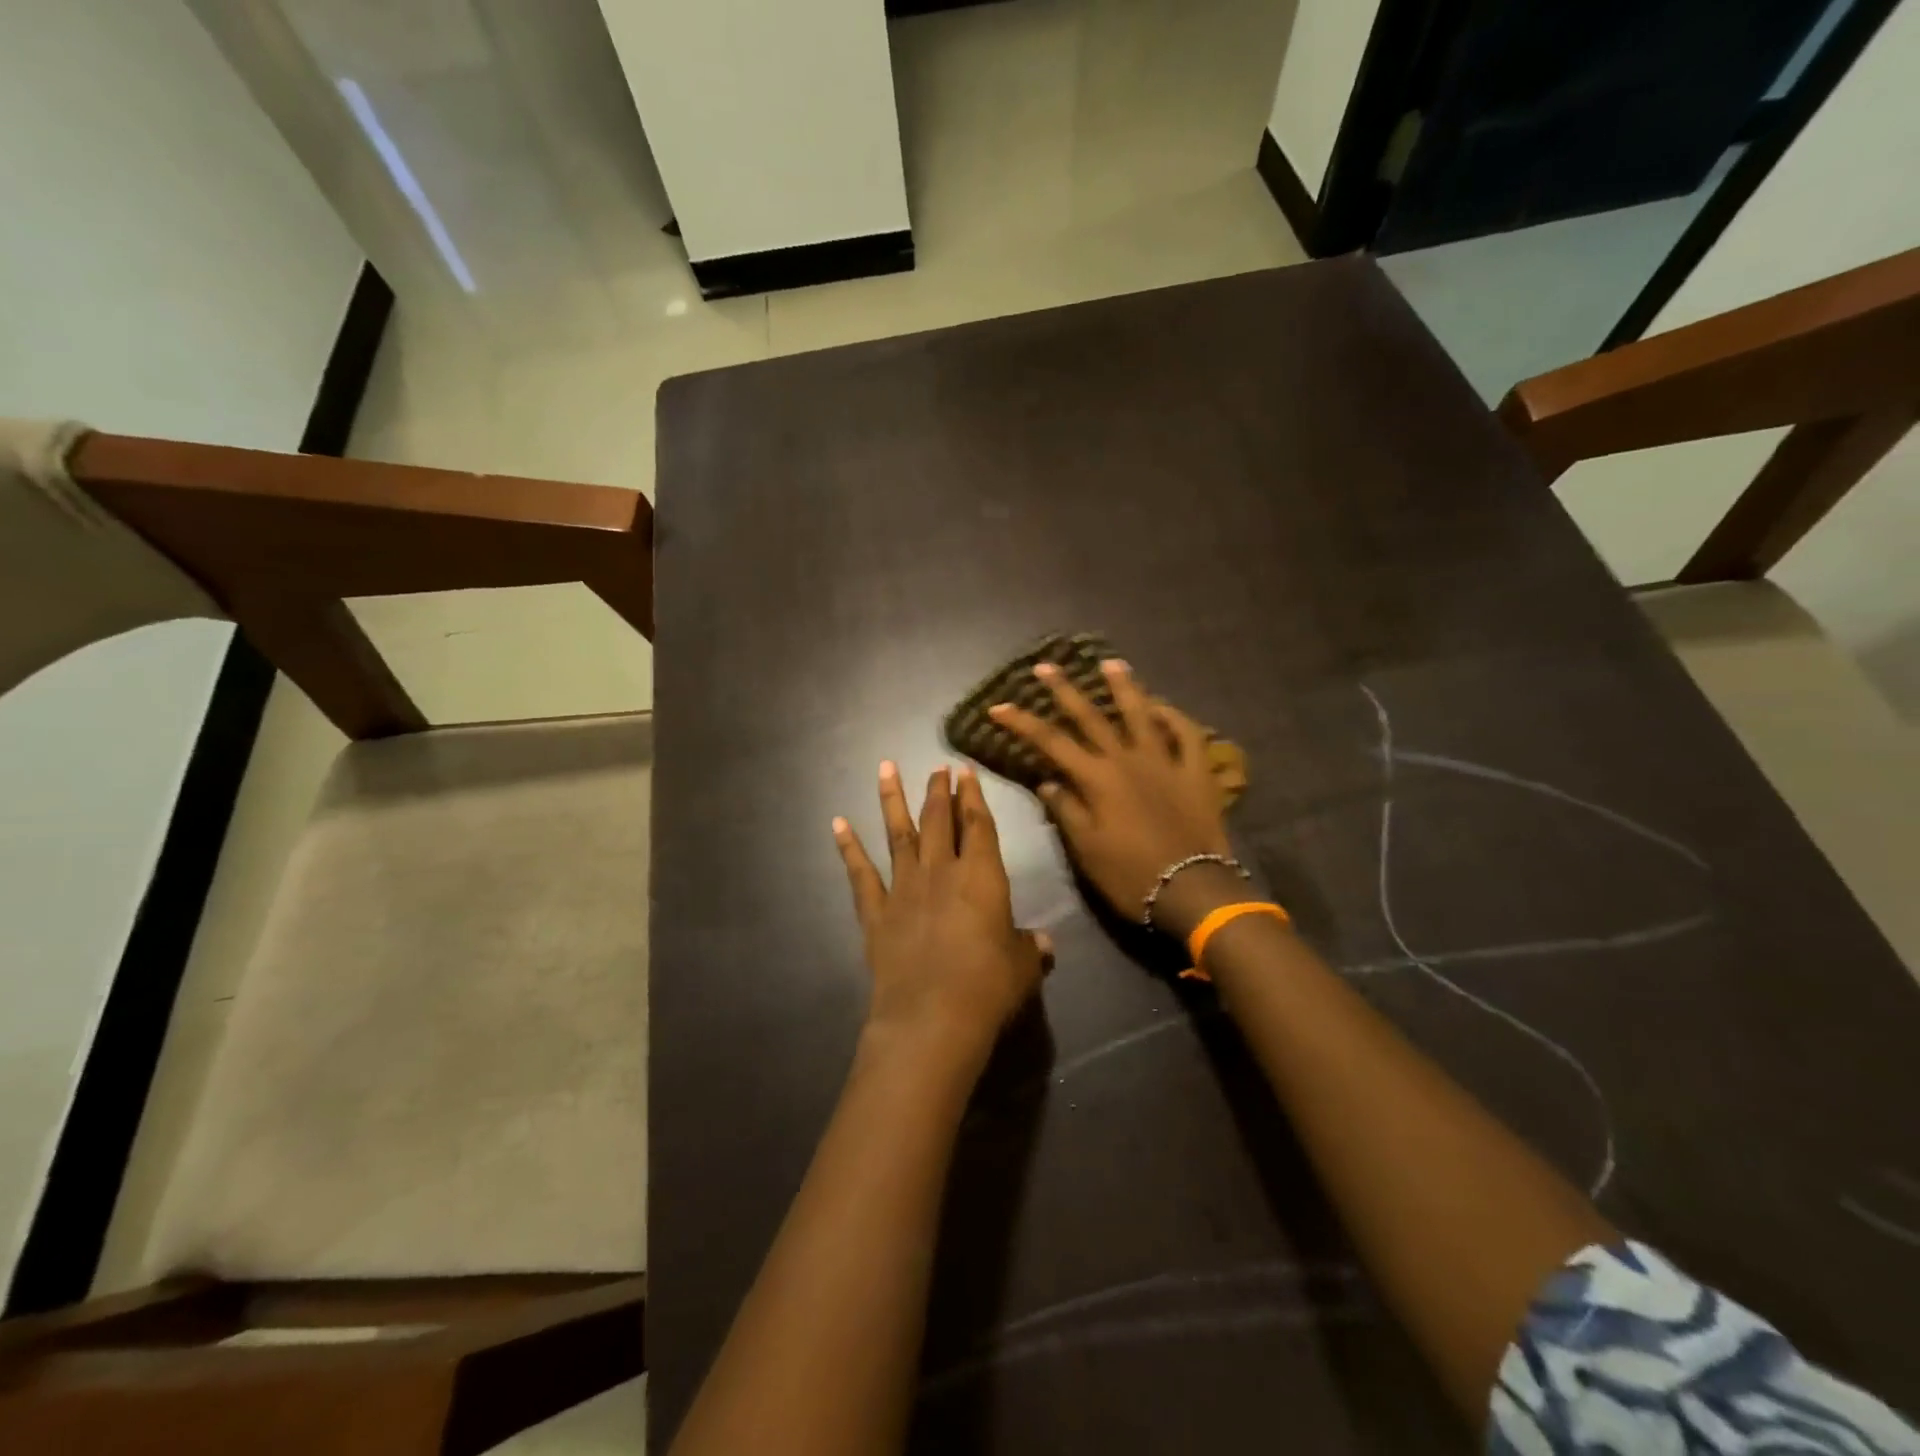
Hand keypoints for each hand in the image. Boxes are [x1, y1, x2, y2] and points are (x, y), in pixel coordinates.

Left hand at [833, 762, 1051, 1071]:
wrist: (931, 1017)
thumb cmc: (988, 987)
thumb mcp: (1022, 967)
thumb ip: (1029, 948)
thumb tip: (1044, 944)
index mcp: (981, 875)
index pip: (978, 824)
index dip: (973, 796)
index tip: (965, 771)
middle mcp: (940, 871)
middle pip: (938, 819)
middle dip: (938, 790)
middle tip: (937, 767)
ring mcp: (903, 888)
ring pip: (897, 833)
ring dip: (892, 799)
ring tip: (885, 768)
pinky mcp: (876, 913)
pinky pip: (860, 873)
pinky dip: (848, 847)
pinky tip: (838, 823)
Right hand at [988, 660, 1231, 930]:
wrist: (1191, 891)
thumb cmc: (1130, 875)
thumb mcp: (1086, 849)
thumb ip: (1066, 810)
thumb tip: (1047, 783)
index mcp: (1097, 779)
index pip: (1051, 742)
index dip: (1022, 722)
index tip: (999, 707)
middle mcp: (1127, 760)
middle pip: (1091, 717)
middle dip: (1065, 690)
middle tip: (1046, 666)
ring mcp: (1165, 761)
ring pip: (1142, 714)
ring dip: (1124, 686)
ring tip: (1110, 663)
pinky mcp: (1195, 772)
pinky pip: (1188, 735)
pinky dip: (1175, 717)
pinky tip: (1163, 706)